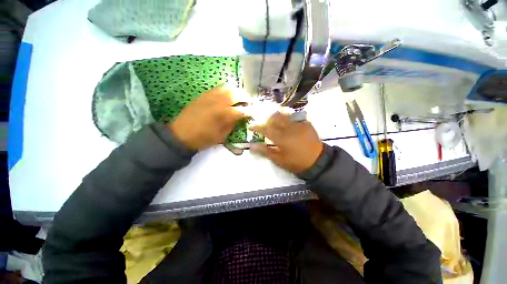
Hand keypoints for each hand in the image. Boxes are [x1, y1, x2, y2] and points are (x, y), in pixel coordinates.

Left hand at [168, 86, 247, 150]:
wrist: (180, 134)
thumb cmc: (203, 139)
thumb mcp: (221, 136)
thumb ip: (232, 124)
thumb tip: (240, 117)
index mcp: (224, 115)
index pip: (242, 110)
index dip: (250, 111)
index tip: (254, 112)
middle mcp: (218, 102)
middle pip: (236, 94)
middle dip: (246, 97)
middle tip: (249, 102)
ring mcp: (210, 97)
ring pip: (227, 88)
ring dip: (237, 91)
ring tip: (240, 97)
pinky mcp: (203, 95)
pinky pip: (218, 88)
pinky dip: (227, 90)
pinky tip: (228, 95)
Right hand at [250, 112, 322, 173]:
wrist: (317, 161)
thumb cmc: (296, 162)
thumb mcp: (279, 159)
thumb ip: (265, 151)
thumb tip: (252, 146)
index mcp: (281, 138)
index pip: (265, 129)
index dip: (257, 127)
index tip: (251, 127)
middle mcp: (289, 128)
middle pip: (274, 118)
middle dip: (266, 120)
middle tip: (264, 124)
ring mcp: (298, 124)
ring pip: (284, 114)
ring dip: (276, 116)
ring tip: (274, 121)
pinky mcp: (306, 123)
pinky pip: (294, 115)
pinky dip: (287, 116)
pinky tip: (286, 120)